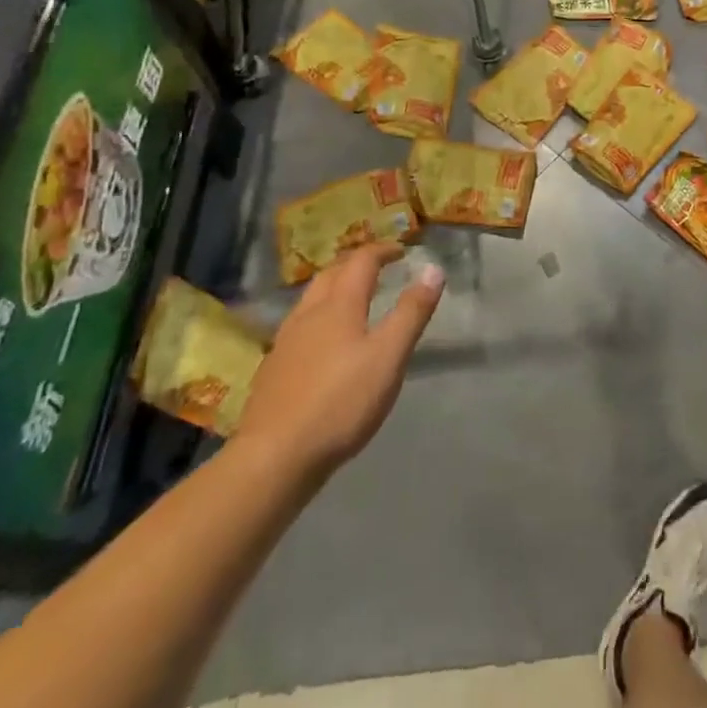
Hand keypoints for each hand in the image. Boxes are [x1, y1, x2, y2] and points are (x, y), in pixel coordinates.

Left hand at [235, 242, 443, 490]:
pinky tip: (324, 342)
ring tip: (353, 298)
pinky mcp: (274, 369)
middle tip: (379, 267)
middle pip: (330, 274)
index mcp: (338, 306)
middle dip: (356, 264)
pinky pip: (300, 325)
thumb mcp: (389, 357)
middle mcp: (308, 314)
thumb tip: (432, 269)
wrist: (274, 457)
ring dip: (334, 287)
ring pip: (310, 299)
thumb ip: (411, 312)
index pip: (360, 262)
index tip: (402, 250)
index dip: (382, 251)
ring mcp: (285, 341)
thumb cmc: (341, 402)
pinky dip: (319, 316)